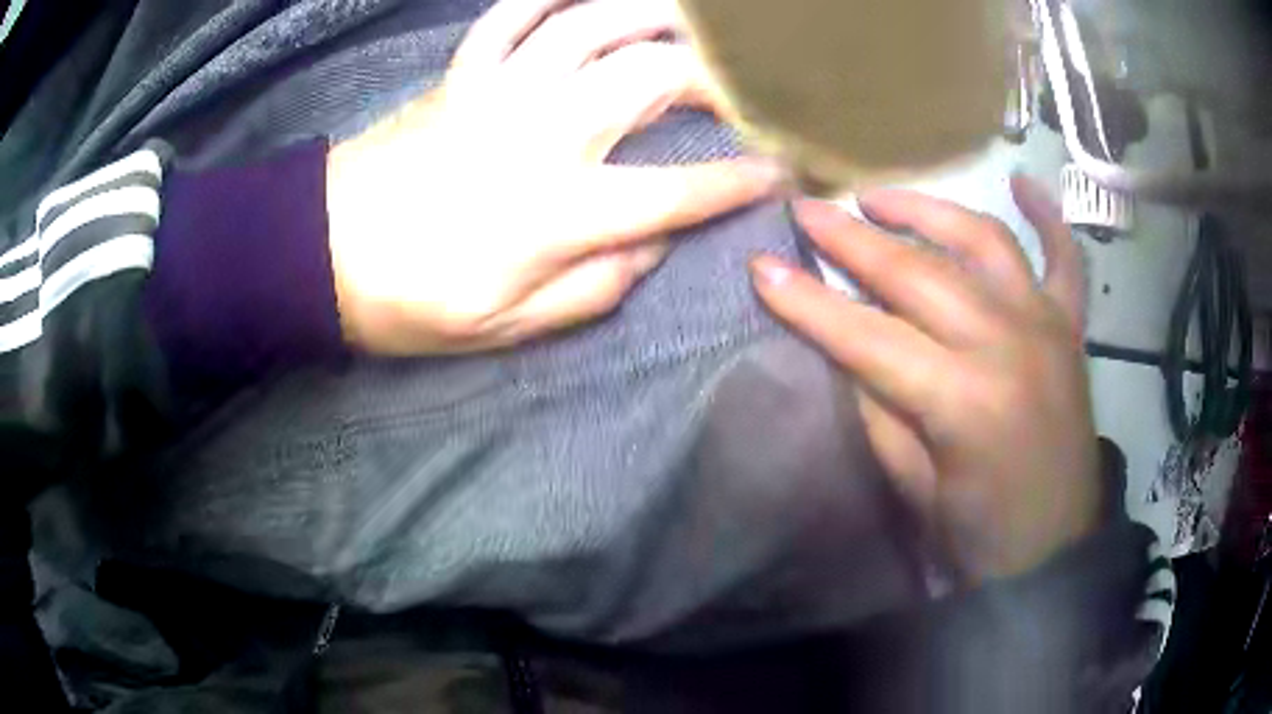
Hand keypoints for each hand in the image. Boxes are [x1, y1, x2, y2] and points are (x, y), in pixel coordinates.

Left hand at [326, 0, 780, 354]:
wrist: (318, 253)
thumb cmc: (409, 300)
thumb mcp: (506, 326)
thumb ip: (593, 289)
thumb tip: (651, 247)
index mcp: (558, 211)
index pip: (679, 191)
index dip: (740, 181)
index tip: (783, 171)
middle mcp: (541, 133)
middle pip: (653, 79)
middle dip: (721, 77)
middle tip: (752, 84)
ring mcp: (499, 90)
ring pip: (594, 25)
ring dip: (656, 14)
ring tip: (697, 21)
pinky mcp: (462, 72)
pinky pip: (514, 12)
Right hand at [751, 176, 1098, 580]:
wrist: (1054, 550)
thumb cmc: (978, 534)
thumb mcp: (912, 486)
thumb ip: (879, 407)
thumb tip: (849, 346)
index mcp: (962, 400)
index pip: (868, 335)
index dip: (808, 301)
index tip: (760, 266)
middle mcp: (1007, 344)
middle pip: (918, 273)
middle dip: (852, 238)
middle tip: (807, 210)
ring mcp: (1044, 326)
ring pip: (983, 242)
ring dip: (927, 210)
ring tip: (880, 199)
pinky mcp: (1069, 328)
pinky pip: (1064, 259)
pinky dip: (1047, 218)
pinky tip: (1024, 184)